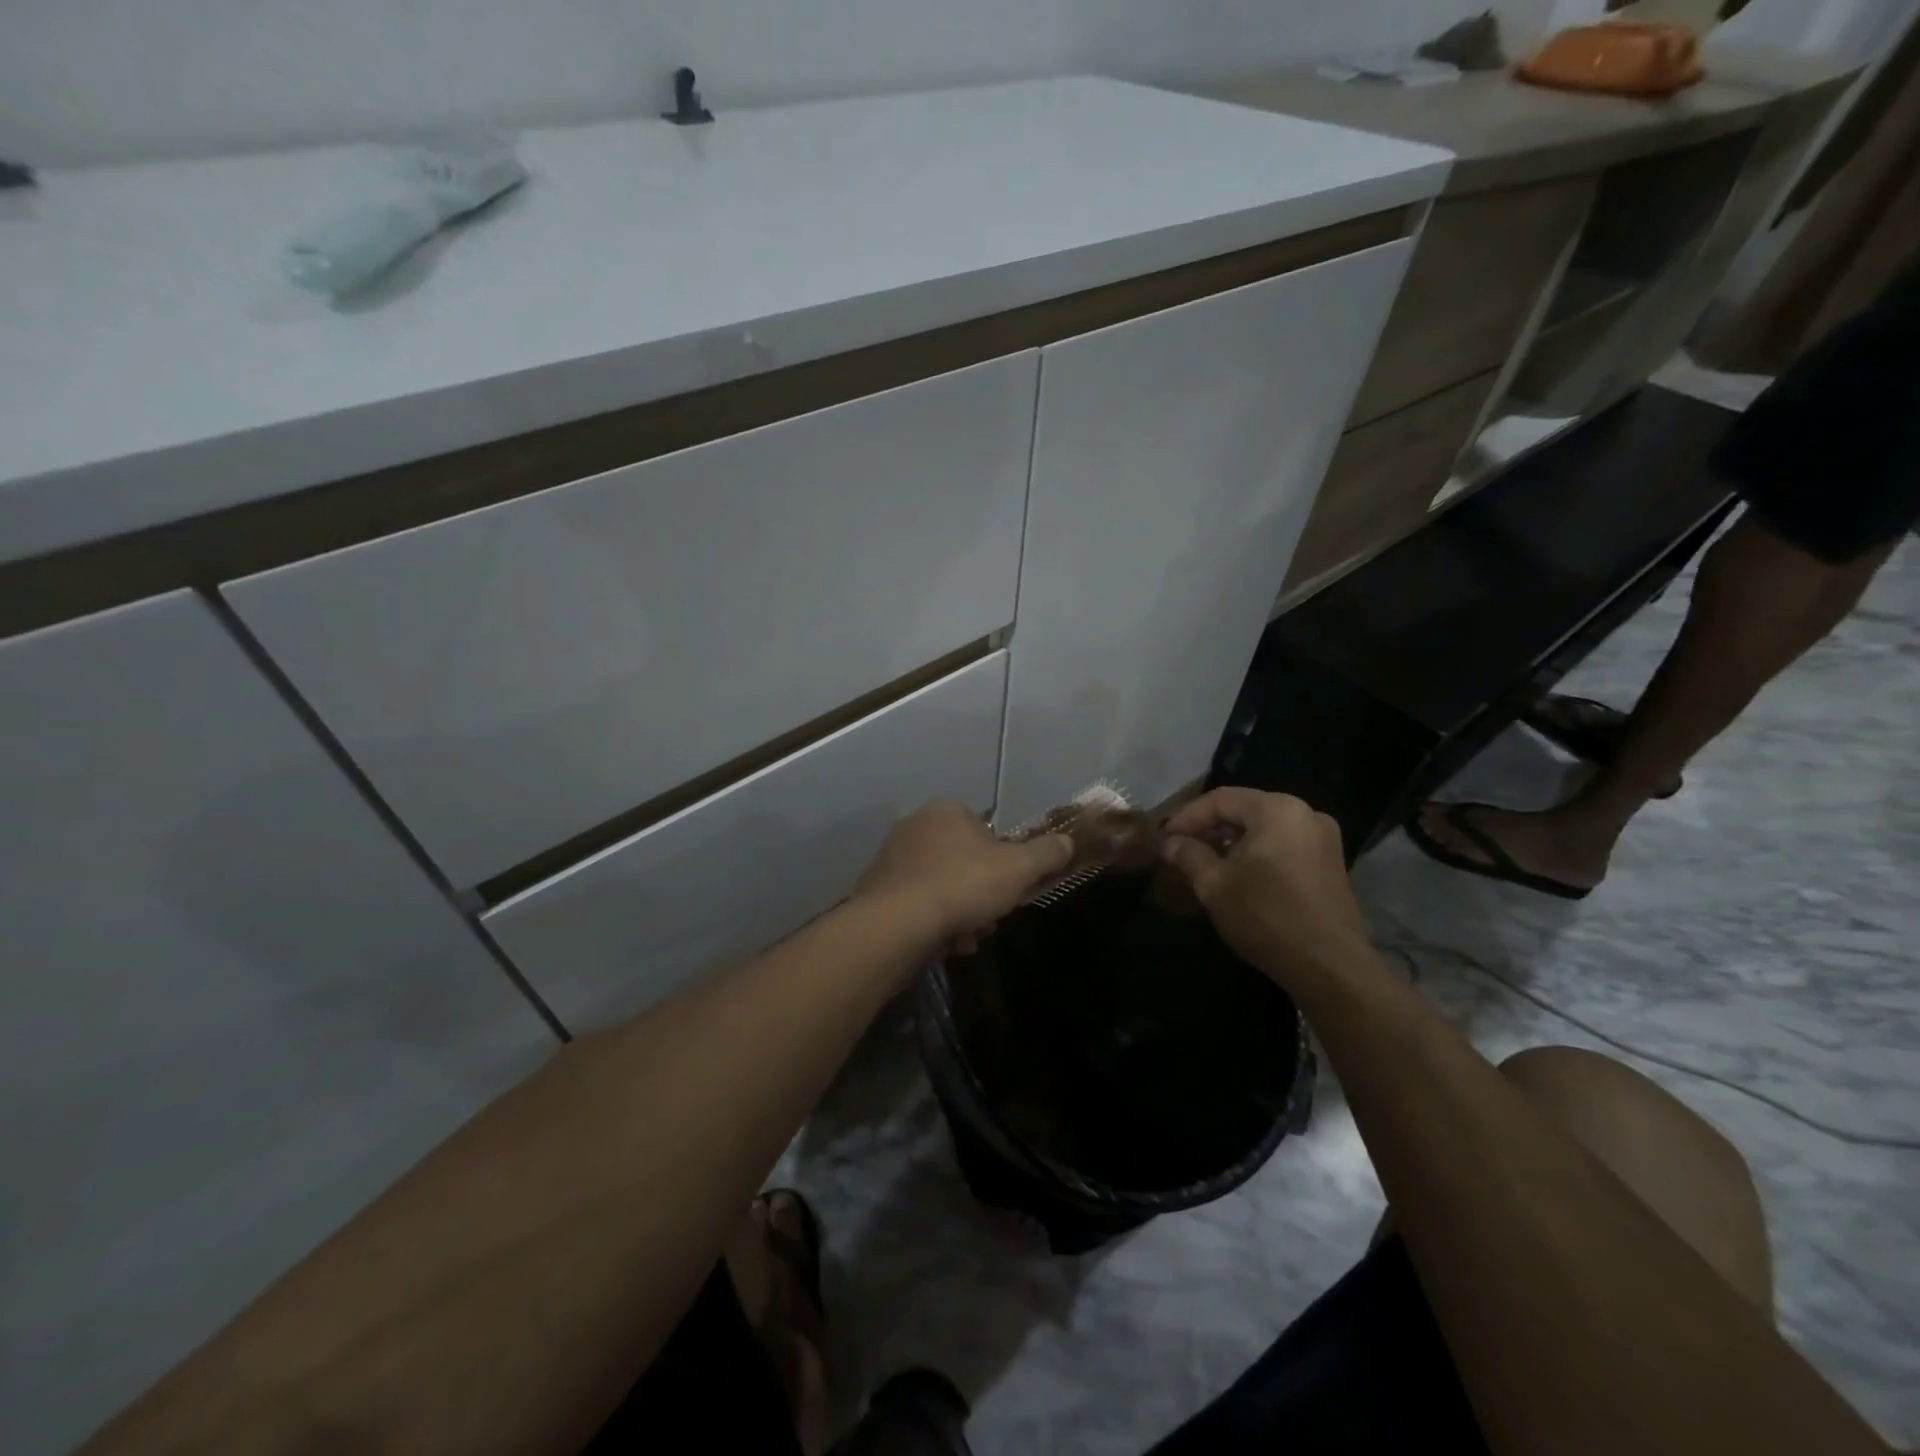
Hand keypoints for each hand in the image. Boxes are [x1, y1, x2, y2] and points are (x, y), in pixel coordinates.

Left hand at [854, 800, 1071, 957]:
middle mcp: (915, 826)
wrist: (896, 924)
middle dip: (983, 894)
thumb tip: (1067, 842)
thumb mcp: (1018, 869)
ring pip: (944, 887)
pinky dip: (935, 923)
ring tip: (967, 938)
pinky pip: (918, 905)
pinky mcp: (878, 891)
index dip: (1004, 861)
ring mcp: (892, 858)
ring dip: (962, 914)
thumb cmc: (962, 885)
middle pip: (965, 862)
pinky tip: (945, 943)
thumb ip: (1045, 854)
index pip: (986, 830)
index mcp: (946, 810)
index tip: (1011, 888)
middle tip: (991, 917)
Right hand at [1159, 788, 1371, 985]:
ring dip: (1231, 839)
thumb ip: (1188, 855)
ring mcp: (1323, 838)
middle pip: (1244, 809)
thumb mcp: (1214, 885)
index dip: (1186, 817)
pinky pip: (1283, 843)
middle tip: (1179, 848)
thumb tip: (1170, 843)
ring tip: (1203, 860)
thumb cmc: (1266, 917)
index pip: (1220, 799)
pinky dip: (1256, 851)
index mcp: (1277, 809)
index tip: (1163, 838)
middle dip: (1208, 827)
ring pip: (1264, 827)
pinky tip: (1237, 872)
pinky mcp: (1330, 862)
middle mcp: (1305, 813)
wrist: (1329, 967)